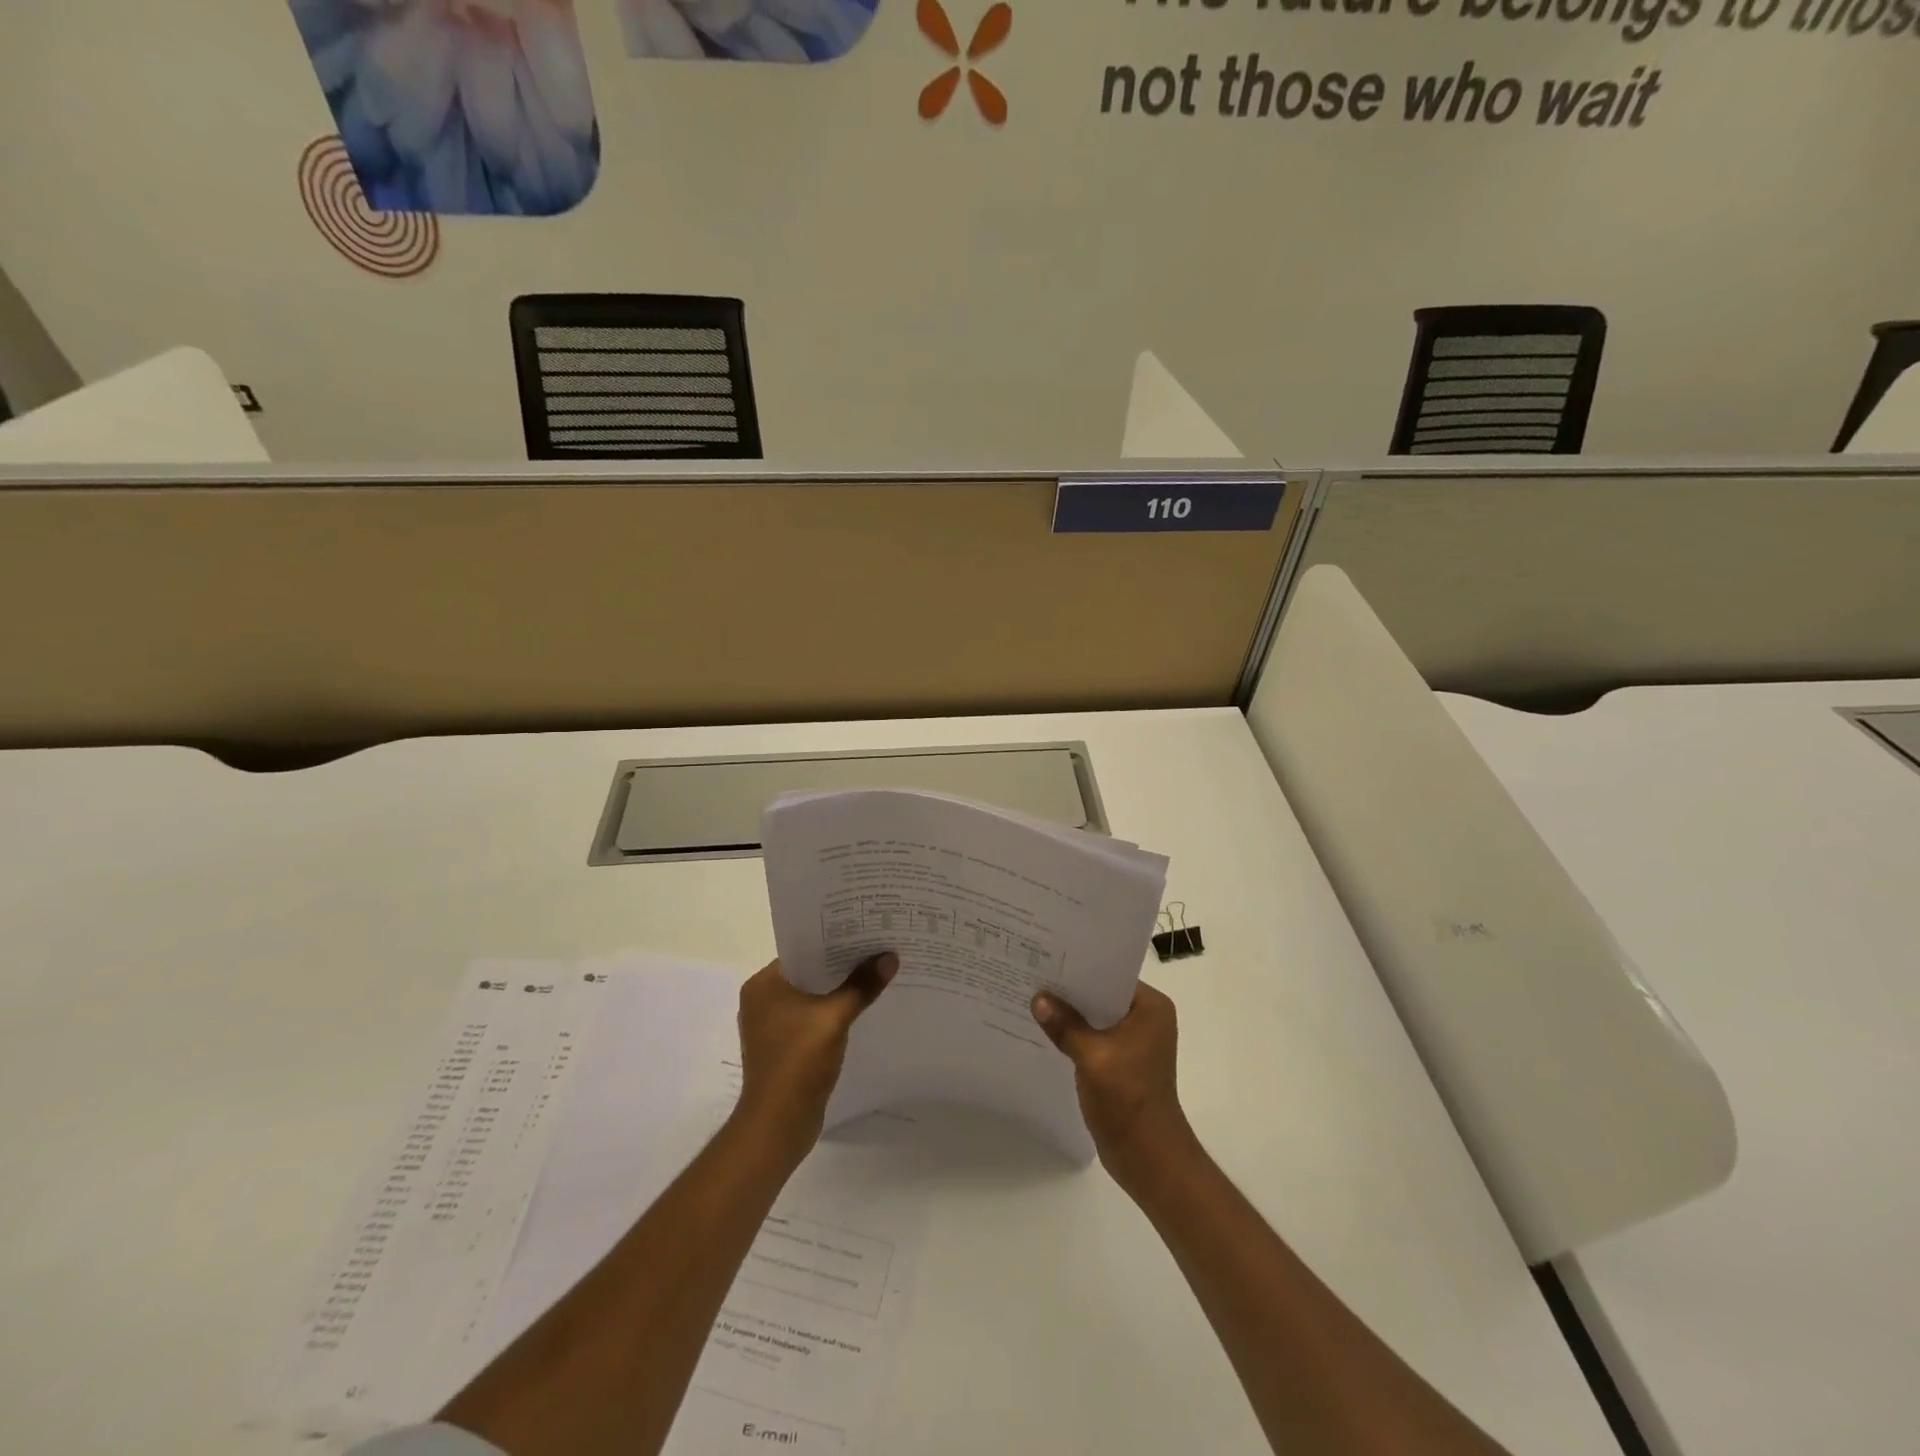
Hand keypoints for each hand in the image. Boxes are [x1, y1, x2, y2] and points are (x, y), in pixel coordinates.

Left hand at [734, 953, 896, 1154]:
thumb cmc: (798, 1062)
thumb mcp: (834, 1018)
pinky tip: (860, 1009)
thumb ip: (861, 985)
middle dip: (841, 965)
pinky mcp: (783, 1047)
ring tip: (873, 974)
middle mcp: (762, 1000)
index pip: (802, 950)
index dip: (832, 940)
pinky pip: (811, 1018)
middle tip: (875, 949)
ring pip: (811, 996)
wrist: (778, 1124)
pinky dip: (832, 1012)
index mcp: (763, 985)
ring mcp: (771, 1026)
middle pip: (808, 972)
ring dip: (838, 990)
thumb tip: (889, 957)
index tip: (863, 931)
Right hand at [1032, 981, 1197, 1191]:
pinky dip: (1074, 1033)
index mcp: (1150, 1008)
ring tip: (1033, 996)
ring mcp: (1134, 1041)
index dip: (1080, 966)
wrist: (1148, 1157)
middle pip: (1101, 993)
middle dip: (1070, 989)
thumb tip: (1038, 998)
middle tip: (1033, 972)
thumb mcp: (1092, 1057)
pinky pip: (1094, 1036)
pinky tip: (1045, 1028)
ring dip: (1070, 1012)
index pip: (1111, 974)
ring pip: (1095, 1015)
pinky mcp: (1122, 1061)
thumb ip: (1065, 1025)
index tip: (1048, 954)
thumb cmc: (1128, 1100)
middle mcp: (1146, 1018)